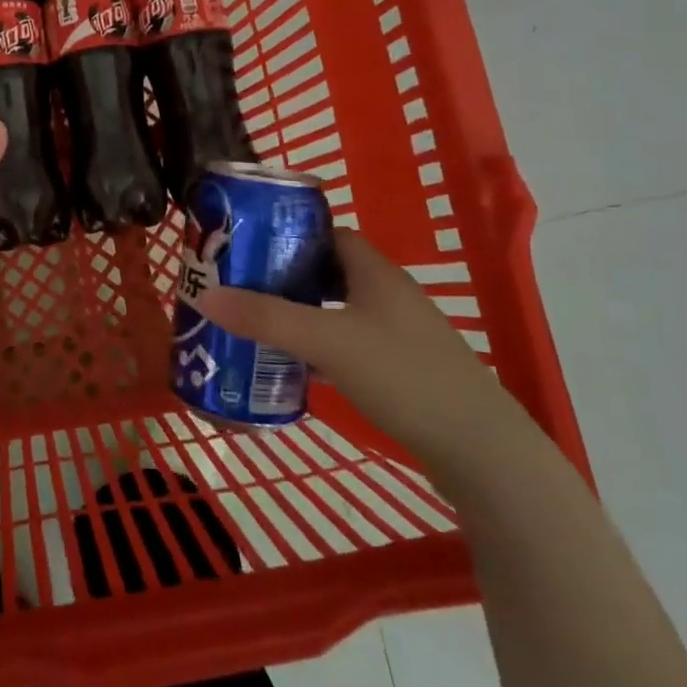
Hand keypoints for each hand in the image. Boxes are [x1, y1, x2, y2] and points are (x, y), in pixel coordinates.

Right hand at [195, 229, 531, 479]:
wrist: (482, 452)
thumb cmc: (404, 377)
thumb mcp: (326, 340)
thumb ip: (266, 317)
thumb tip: (205, 296)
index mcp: (376, 272)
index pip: (328, 233)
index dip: (289, 233)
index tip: (247, 245)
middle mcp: (389, 295)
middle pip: (328, 271)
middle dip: (285, 276)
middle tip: (241, 286)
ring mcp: (399, 335)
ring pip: (337, 310)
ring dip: (300, 313)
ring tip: (256, 324)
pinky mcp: (402, 371)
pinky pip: (348, 344)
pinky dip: (319, 347)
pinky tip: (295, 366)